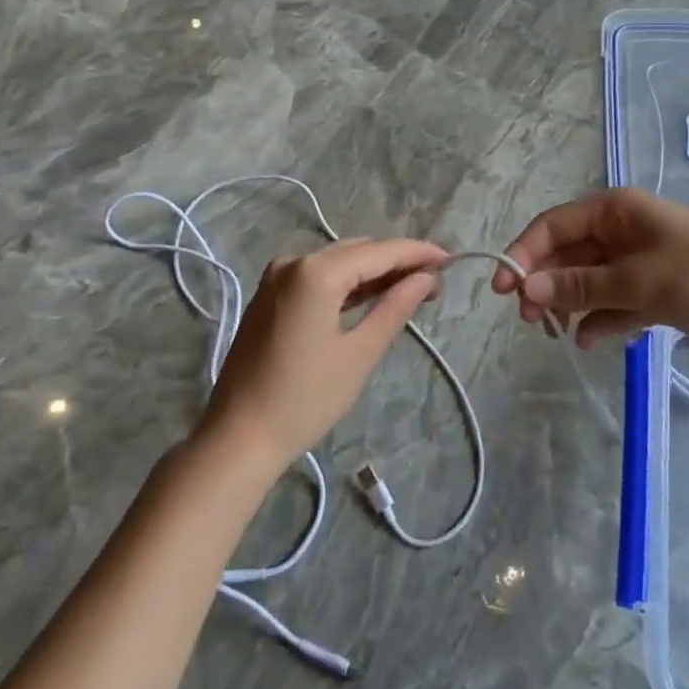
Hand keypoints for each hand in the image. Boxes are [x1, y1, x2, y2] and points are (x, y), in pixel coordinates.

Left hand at [202, 237, 447, 467]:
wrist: (238, 437)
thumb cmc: (305, 399)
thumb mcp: (360, 353)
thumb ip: (395, 307)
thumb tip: (427, 278)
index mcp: (316, 271)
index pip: (380, 251)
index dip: (417, 253)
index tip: (450, 259)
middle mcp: (294, 261)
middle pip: (358, 251)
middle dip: (397, 262)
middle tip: (434, 282)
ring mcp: (276, 276)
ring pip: (338, 261)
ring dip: (373, 272)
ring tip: (411, 289)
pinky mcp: (269, 295)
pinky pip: (317, 276)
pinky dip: (346, 283)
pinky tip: (370, 296)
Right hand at [493, 189, 688, 350]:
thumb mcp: (639, 280)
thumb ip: (581, 286)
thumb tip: (528, 289)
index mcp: (615, 210)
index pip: (554, 226)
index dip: (524, 254)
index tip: (503, 289)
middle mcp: (620, 231)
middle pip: (566, 255)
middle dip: (546, 285)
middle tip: (531, 320)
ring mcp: (635, 262)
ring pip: (585, 282)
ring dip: (569, 305)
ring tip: (556, 333)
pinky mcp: (649, 291)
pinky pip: (610, 303)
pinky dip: (599, 320)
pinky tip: (593, 340)